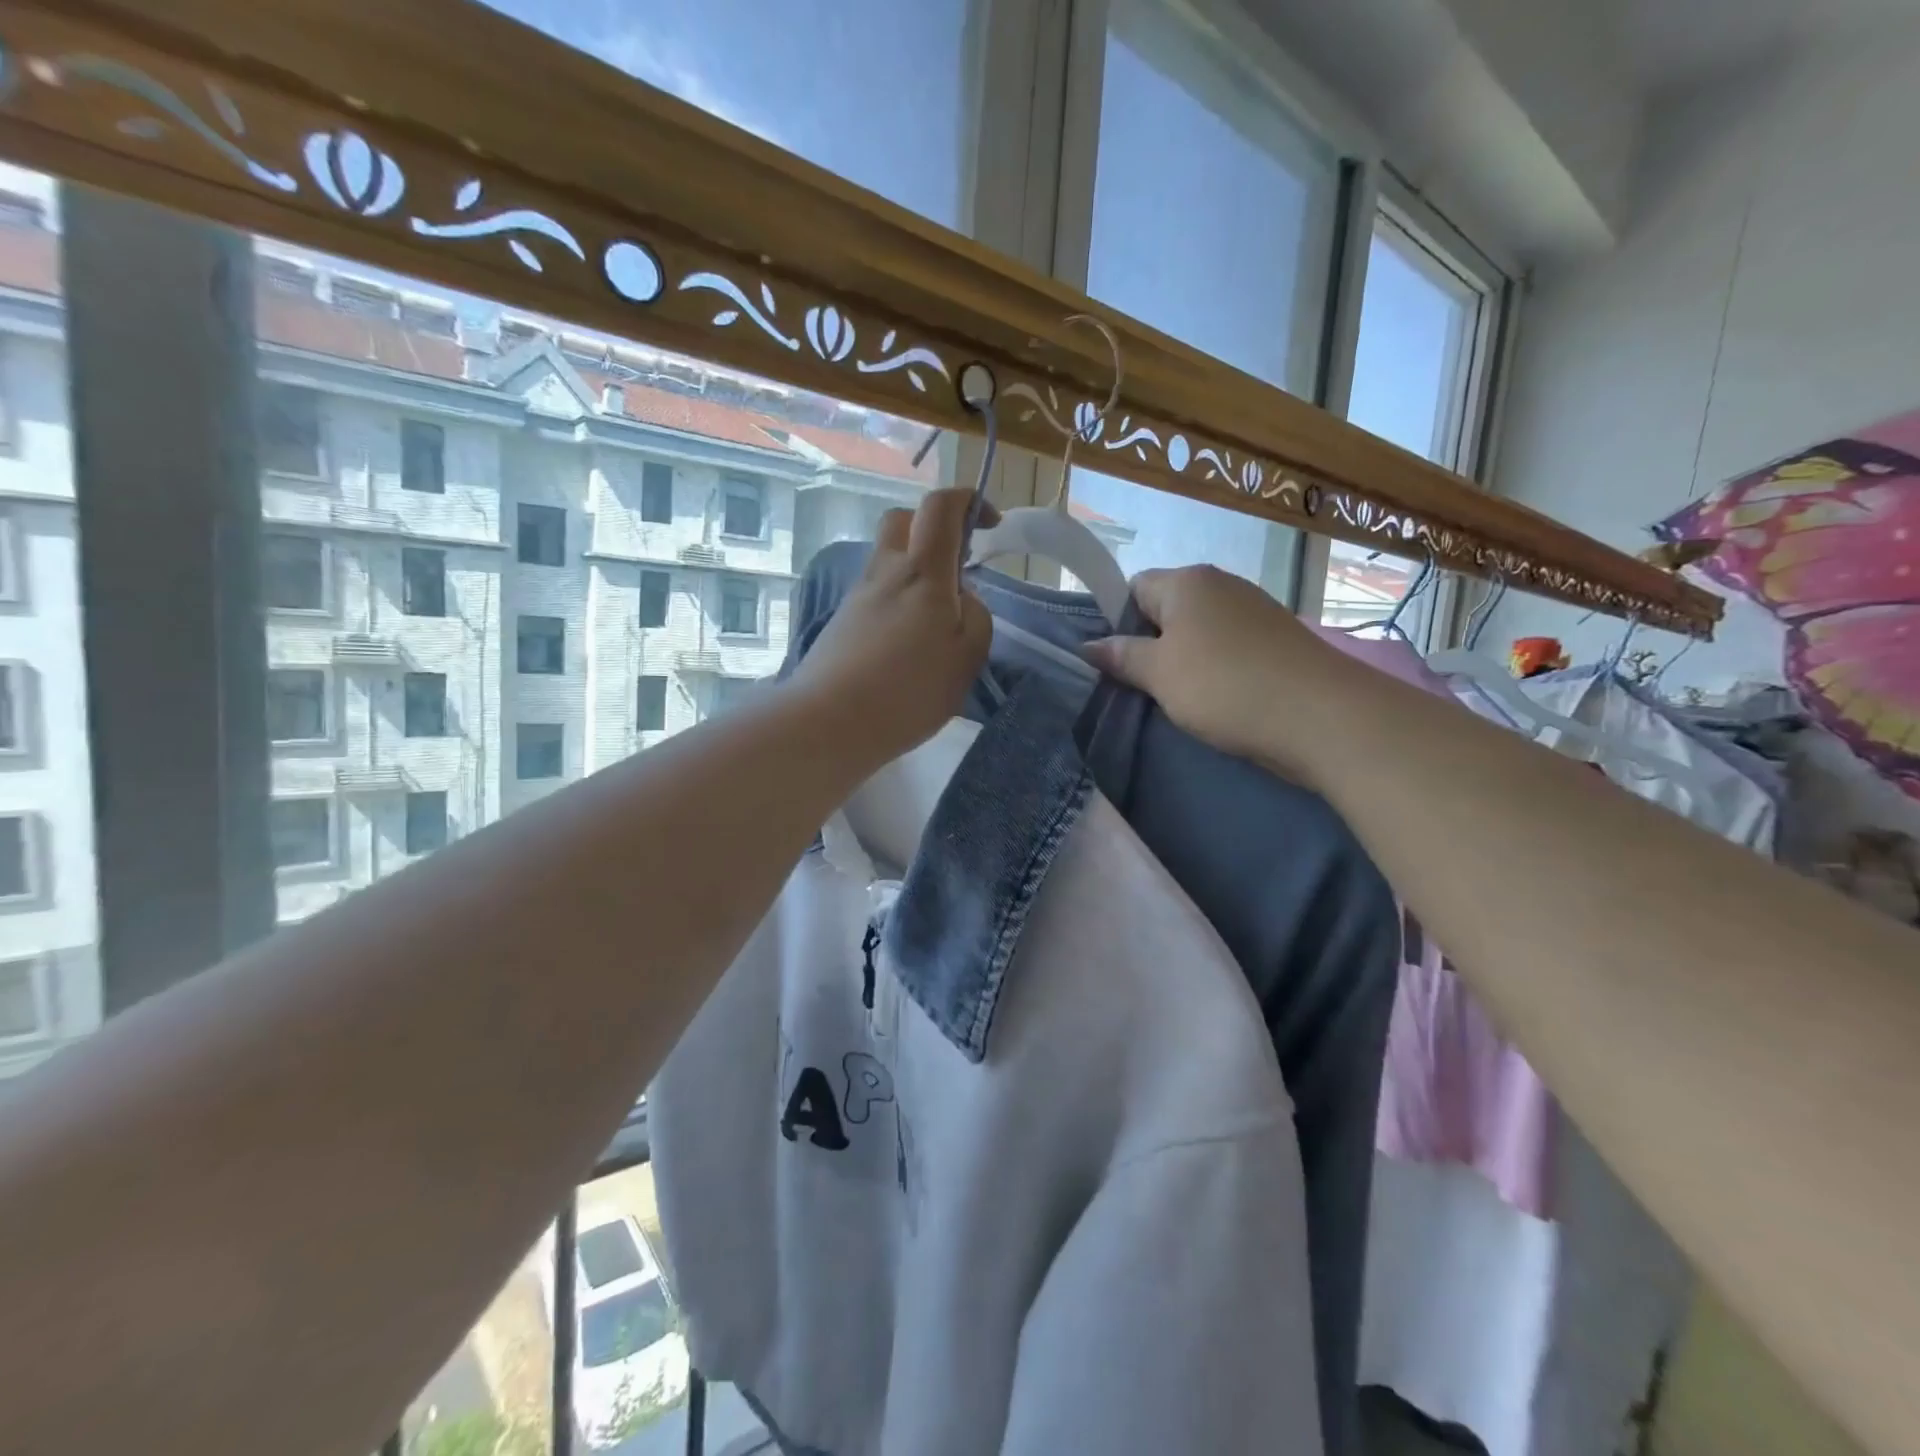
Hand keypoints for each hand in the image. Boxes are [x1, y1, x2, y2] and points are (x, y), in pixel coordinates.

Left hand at [787, 487, 991, 766]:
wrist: (830, 721)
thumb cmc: (909, 690)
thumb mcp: (967, 657)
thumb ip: (975, 617)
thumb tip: (961, 598)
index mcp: (923, 572)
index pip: (940, 507)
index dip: (967, 500)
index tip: (989, 522)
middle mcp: (885, 572)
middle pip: (902, 521)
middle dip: (932, 527)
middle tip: (955, 564)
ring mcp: (858, 596)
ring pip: (887, 559)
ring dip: (914, 570)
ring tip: (934, 621)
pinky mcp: (841, 622)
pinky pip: (875, 593)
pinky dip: (896, 601)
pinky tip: (906, 645)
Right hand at [1083, 565, 1355, 784]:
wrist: (1321, 716)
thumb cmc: (1224, 686)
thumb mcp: (1160, 674)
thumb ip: (1122, 656)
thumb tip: (1088, 646)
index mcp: (1186, 581)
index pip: (1133, 588)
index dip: (1117, 622)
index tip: (1115, 662)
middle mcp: (1221, 583)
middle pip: (1167, 608)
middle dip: (1150, 643)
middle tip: (1141, 685)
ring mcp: (1254, 608)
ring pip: (1199, 631)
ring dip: (1184, 660)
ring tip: (1178, 697)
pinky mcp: (1277, 638)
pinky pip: (1229, 646)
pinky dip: (1216, 668)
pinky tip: (1217, 698)